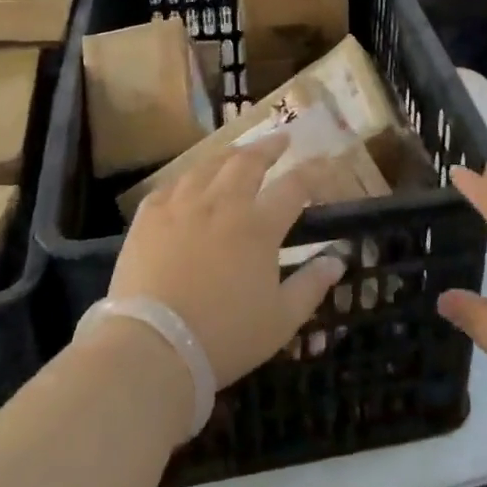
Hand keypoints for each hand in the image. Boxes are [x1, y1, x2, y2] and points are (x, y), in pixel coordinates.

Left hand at [110, 137, 344, 387]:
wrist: (153, 346)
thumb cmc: (224, 337)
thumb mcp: (281, 321)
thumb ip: (311, 285)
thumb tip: (337, 260)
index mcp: (259, 226)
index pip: (294, 186)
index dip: (313, 172)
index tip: (324, 163)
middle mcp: (223, 204)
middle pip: (249, 161)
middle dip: (269, 146)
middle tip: (281, 139)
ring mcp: (182, 205)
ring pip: (209, 165)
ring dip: (230, 154)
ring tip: (238, 152)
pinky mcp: (149, 217)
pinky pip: (171, 185)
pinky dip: (188, 179)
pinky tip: (190, 182)